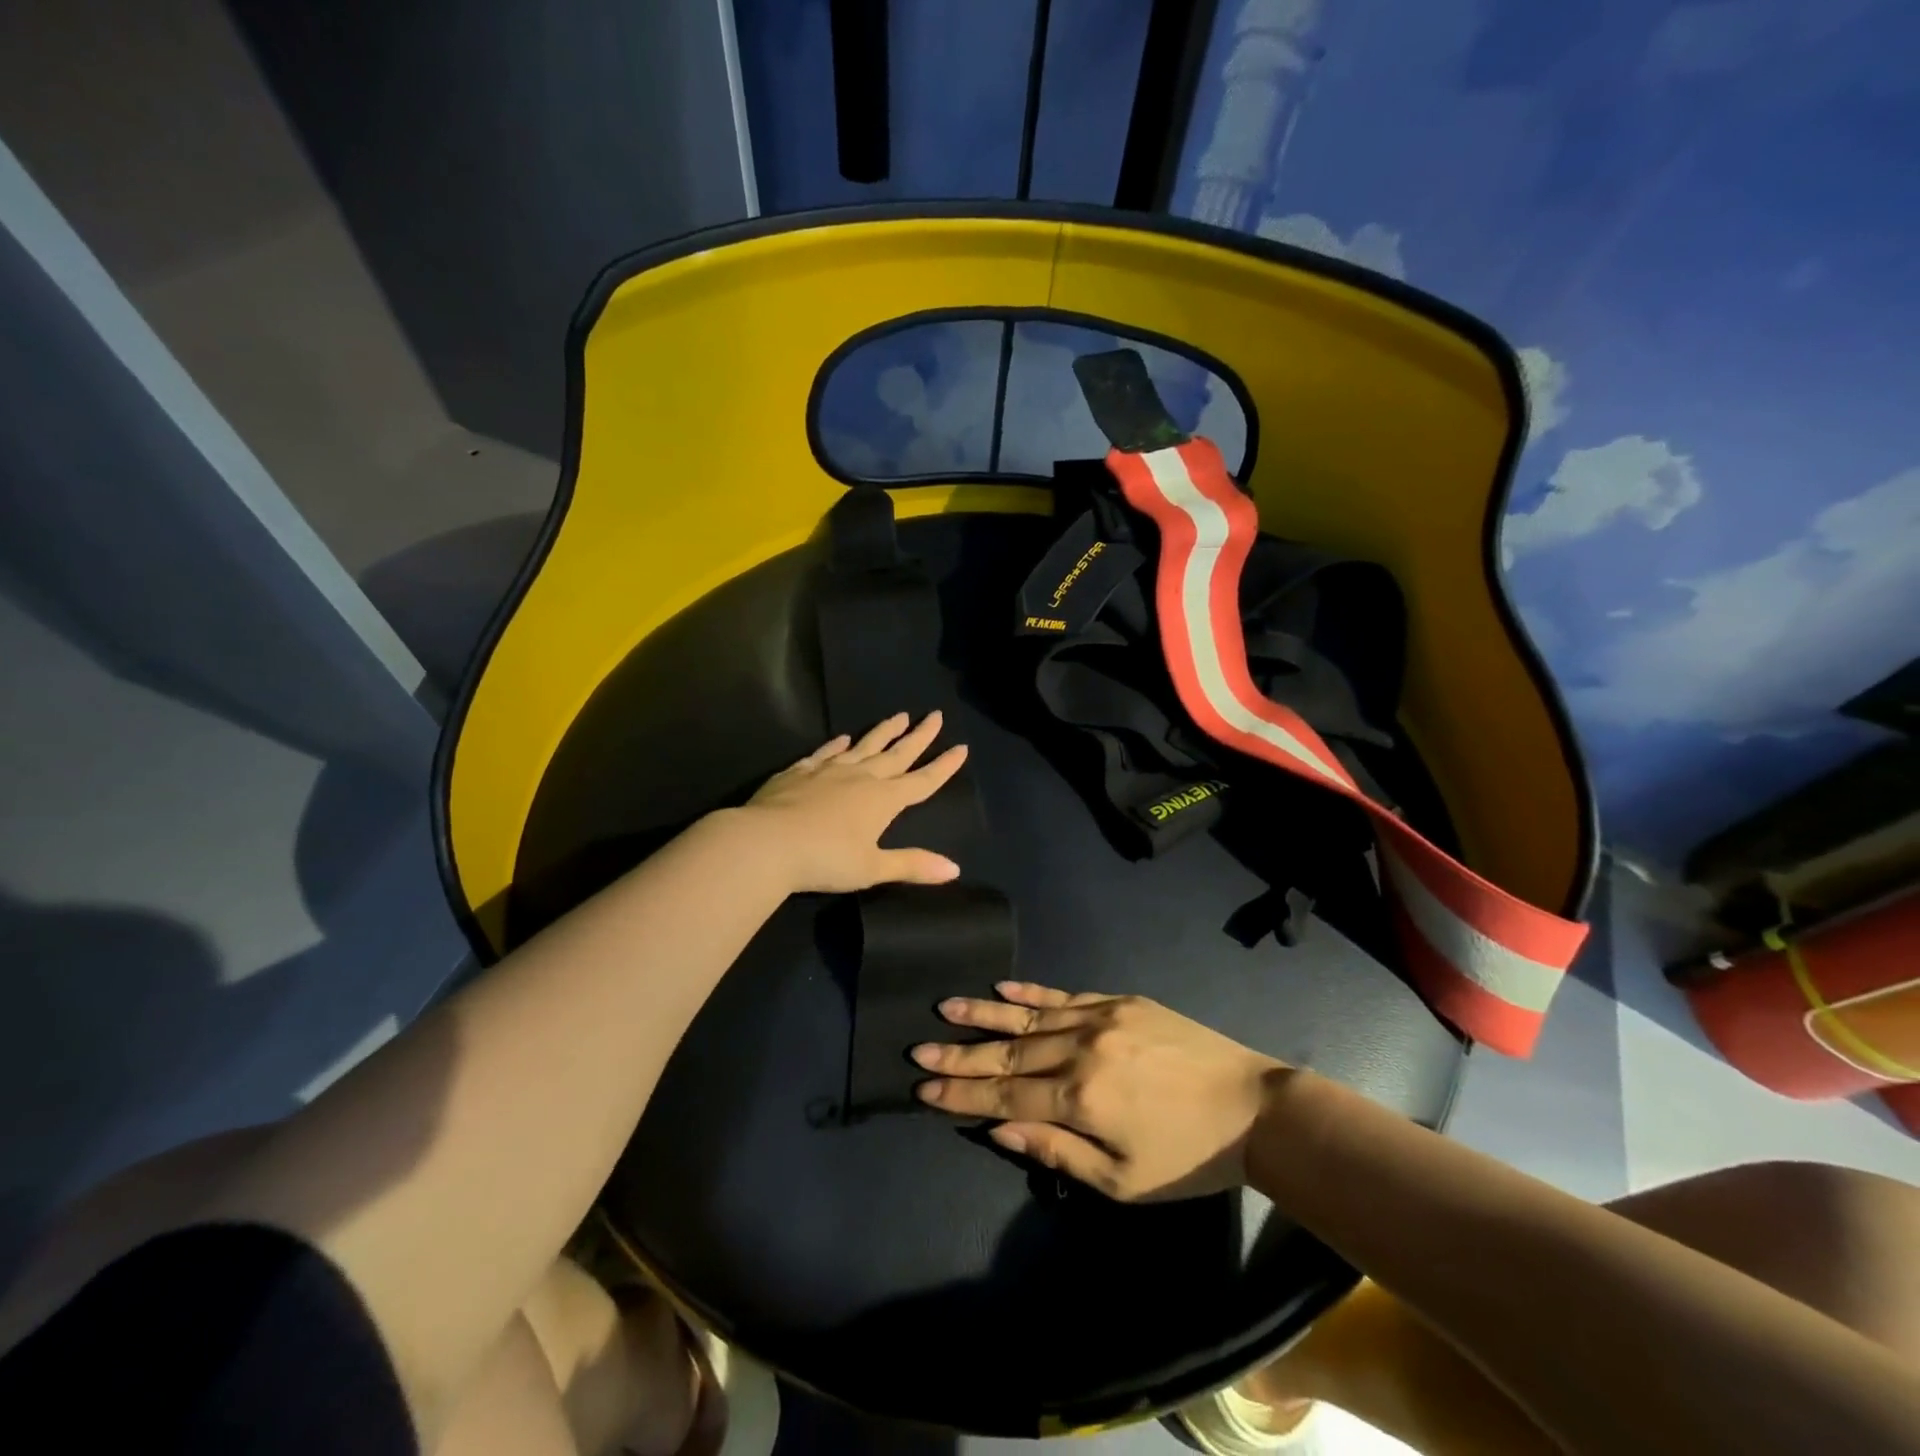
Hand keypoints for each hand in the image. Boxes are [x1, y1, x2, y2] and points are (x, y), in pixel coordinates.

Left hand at [737, 712, 966, 893]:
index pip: (922, 781)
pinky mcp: (799, 772)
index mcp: (883, 800)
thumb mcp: (873, 868)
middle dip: (919, 736)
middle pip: (897, 754)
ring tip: (898, 715)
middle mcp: (861, 778)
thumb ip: (912, 865)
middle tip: (935, 715)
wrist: (766, 842)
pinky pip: (824, 753)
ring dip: (883, 732)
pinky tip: (842, 738)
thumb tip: (954, 869)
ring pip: (863, 746)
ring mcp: (829, 771)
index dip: (943, 766)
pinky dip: (836, 745)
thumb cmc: (825, 859)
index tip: (962, 747)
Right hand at [911, 983, 1287, 1201]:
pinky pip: (1064, 995)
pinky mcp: (1119, 1001)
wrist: (1251, 1107)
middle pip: (1008, 1053)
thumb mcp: (1123, 1178)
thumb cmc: (1187, 1157)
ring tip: (946, 1008)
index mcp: (1080, 1097)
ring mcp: (1100, 1017)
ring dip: (984, 1015)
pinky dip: (1030, 994)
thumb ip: (1056, 1150)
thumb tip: (997, 1127)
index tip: (924, 1085)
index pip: (1005, 1093)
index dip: (962, 1092)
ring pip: (1029, 1018)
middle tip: (919, 1048)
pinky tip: (1002, 989)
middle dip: (961, 1054)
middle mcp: (1080, 1049)